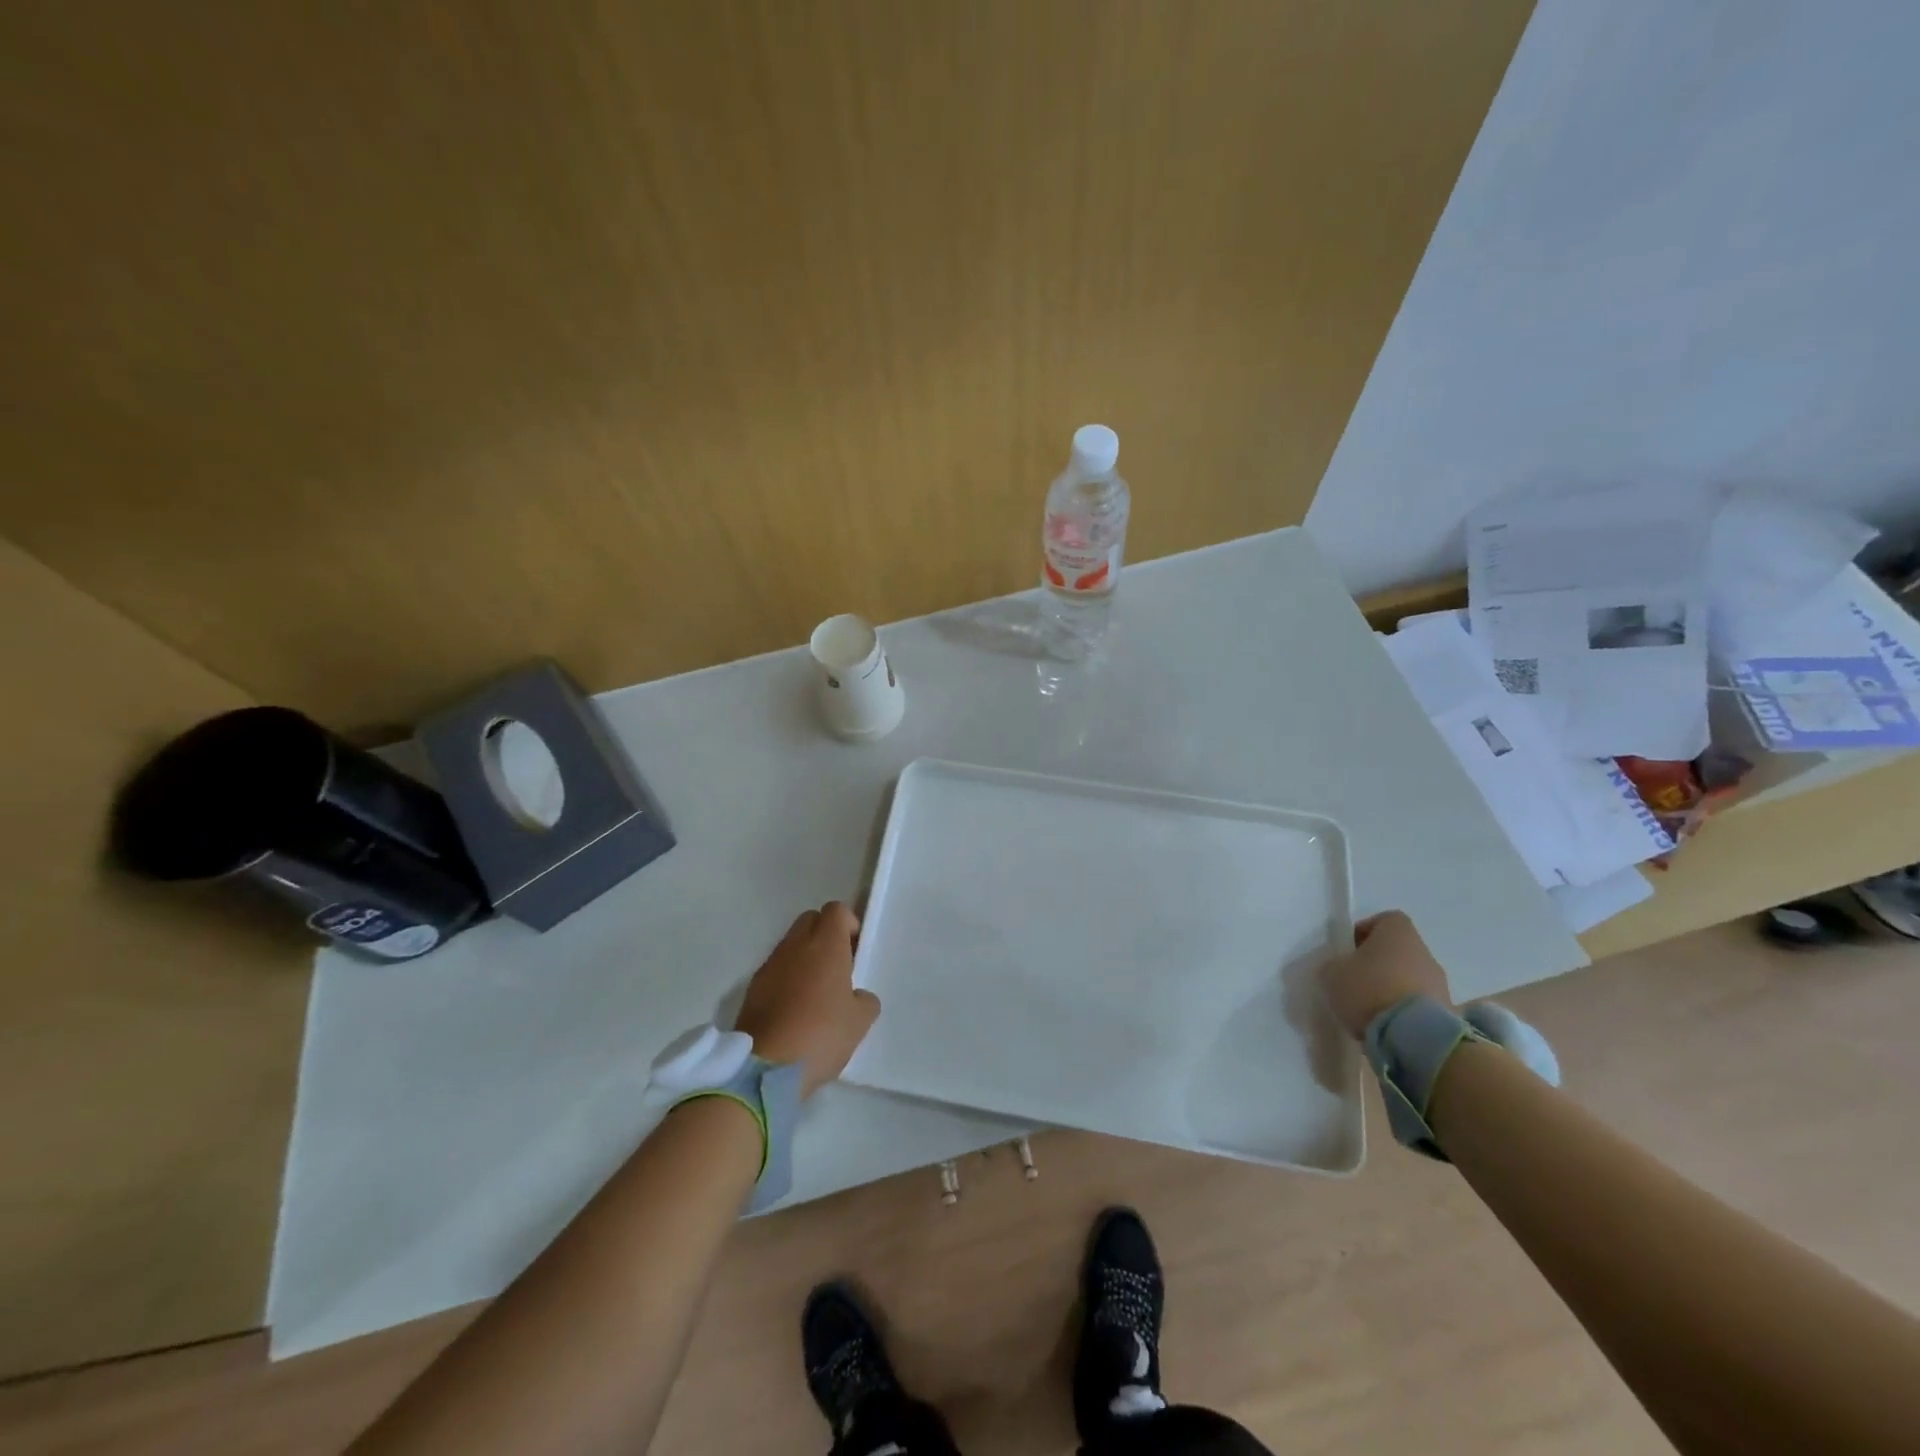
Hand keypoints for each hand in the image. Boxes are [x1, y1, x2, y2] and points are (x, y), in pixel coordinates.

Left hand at [734, 902, 880, 1096]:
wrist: (766, 1067)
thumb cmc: (821, 1035)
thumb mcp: (860, 1021)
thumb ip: (865, 999)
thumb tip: (857, 996)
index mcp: (826, 945)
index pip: (836, 910)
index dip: (849, 924)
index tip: (855, 951)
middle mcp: (795, 946)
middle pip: (810, 920)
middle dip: (825, 935)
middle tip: (838, 967)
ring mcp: (770, 965)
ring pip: (791, 944)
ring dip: (805, 957)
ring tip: (816, 992)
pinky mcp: (753, 988)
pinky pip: (775, 969)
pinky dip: (787, 978)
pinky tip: (795, 1009)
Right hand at [1324, 911, 1452, 1039]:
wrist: (1415, 1037)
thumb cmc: (1369, 990)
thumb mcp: (1332, 973)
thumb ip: (1334, 965)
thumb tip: (1339, 968)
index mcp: (1398, 932)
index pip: (1385, 920)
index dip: (1365, 932)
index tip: (1349, 951)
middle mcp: (1424, 952)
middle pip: (1398, 950)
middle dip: (1377, 964)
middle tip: (1356, 982)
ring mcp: (1441, 983)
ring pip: (1410, 977)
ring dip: (1392, 988)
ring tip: (1370, 1009)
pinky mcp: (1448, 1012)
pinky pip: (1419, 1003)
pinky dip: (1404, 1010)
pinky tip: (1387, 1026)